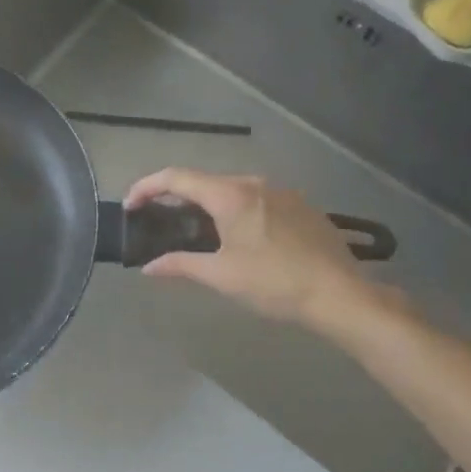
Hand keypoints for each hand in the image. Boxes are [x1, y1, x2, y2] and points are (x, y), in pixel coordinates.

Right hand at [124, 170, 381, 327]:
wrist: (340, 293)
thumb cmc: (274, 283)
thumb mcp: (222, 276)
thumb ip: (181, 265)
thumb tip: (148, 267)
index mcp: (230, 194)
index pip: (177, 178)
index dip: (147, 187)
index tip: (130, 206)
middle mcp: (255, 183)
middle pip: (205, 182)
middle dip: (178, 199)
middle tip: (161, 223)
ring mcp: (282, 192)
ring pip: (233, 190)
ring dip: (209, 206)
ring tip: (199, 234)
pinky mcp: (301, 205)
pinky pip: (258, 200)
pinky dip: (238, 211)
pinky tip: (242, 239)